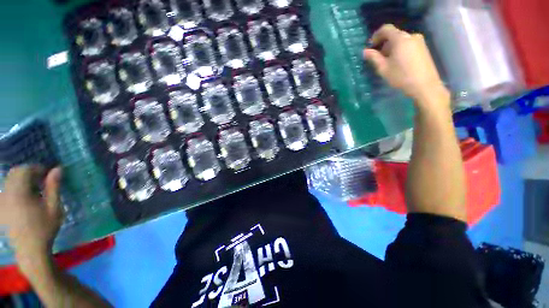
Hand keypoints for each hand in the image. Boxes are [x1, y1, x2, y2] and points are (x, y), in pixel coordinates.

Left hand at [0, 166, 62, 274]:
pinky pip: (6, 190)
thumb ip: (54, 187)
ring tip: (34, 189)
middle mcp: (7, 194)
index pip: (24, 170)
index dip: (36, 168)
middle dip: (28, 172)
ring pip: (9, 181)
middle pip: (14, 173)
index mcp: (19, 193)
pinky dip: (16, 188)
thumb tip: (57, 169)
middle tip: (41, 180)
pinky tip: (25, 197)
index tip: (47, 173)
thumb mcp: (54, 208)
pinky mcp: (1, 208)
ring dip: (22, 180)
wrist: (30, 250)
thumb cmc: (44, 228)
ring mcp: (2, 201)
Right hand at [363, 24, 449, 109]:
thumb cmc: (401, 76)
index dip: (376, 36)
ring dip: (392, 48)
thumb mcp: (383, 68)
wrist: (425, 85)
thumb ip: (373, 58)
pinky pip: (408, 45)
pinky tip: (398, 63)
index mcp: (400, 39)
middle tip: (378, 58)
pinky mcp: (423, 48)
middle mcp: (411, 36)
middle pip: (394, 35)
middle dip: (384, 44)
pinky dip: (400, 50)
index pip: (386, 29)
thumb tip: (365, 51)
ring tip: (388, 62)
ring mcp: (419, 41)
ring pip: (401, 40)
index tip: (371, 47)